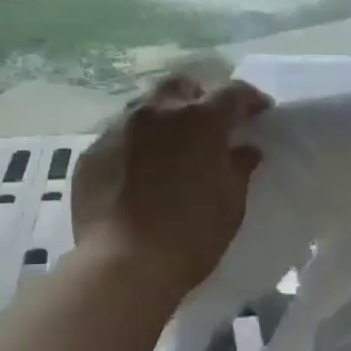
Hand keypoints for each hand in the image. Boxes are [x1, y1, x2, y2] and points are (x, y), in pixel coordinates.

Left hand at [71, 75, 269, 296]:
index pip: (233, 93)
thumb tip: (245, 150)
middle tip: (210, 125)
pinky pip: (119, 137)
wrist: (123, 264)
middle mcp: (157, 112)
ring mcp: (118, 129)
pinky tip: (139, 173)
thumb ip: (239, 168)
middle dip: (200, 98)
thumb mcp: (230, 204)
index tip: (259, 113)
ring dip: (164, 119)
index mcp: (200, 120)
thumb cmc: (191, 235)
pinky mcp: (91, 153)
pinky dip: (136, 146)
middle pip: (182, 87)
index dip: (250, 99)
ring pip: (146, 108)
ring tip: (171, 147)